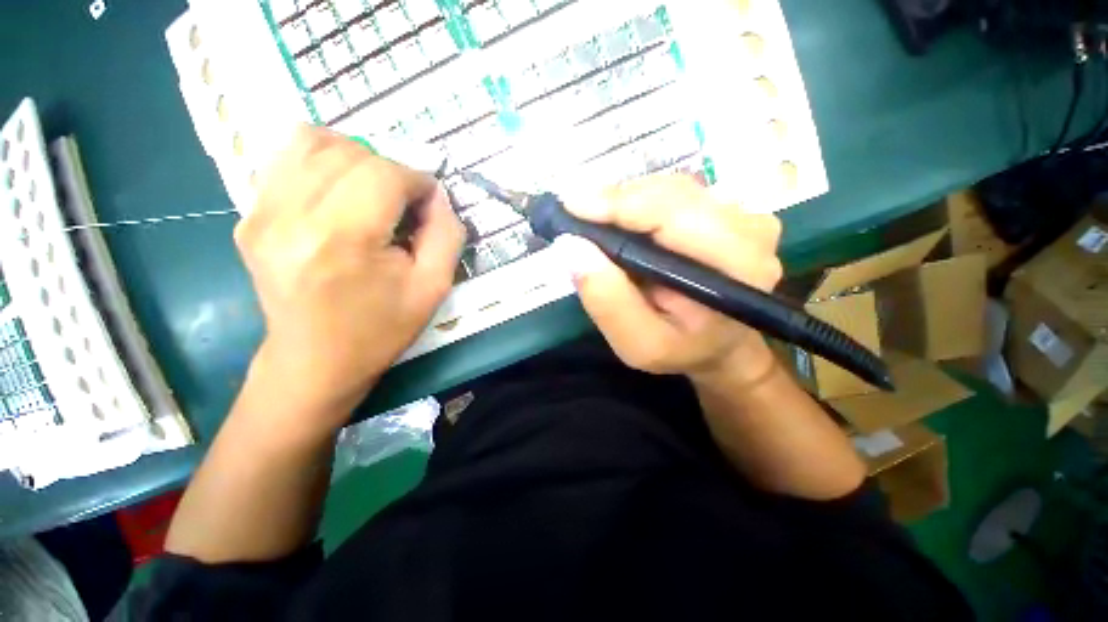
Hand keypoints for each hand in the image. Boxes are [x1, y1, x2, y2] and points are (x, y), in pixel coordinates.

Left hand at [235, 125, 464, 422]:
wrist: (315, 362)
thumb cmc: (381, 329)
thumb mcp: (433, 287)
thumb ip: (446, 234)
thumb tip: (437, 195)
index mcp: (342, 240)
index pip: (383, 173)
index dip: (416, 180)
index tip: (429, 203)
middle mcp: (290, 216)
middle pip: (349, 152)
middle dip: (390, 170)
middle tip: (403, 204)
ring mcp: (260, 213)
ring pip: (311, 141)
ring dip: (354, 157)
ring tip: (371, 192)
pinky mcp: (248, 216)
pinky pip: (286, 160)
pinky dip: (322, 163)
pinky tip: (340, 194)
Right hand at [554, 175, 782, 387]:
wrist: (718, 343)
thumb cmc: (680, 348)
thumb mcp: (638, 343)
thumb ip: (608, 301)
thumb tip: (571, 247)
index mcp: (737, 266)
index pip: (674, 214)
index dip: (620, 204)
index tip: (571, 207)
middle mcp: (750, 228)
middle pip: (671, 193)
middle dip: (616, 202)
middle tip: (576, 218)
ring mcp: (742, 212)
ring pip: (670, 187)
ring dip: (626, 202)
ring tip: (597, 224)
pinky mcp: (728, 208)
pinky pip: (674, 193)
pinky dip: (640, 204)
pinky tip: (624, 224)